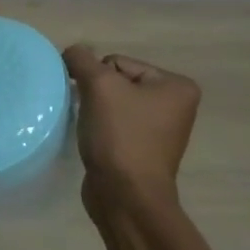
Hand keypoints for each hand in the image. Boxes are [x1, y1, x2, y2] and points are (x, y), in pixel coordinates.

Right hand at [63, 46, 200, 208]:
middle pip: (116, 80)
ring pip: (112, 102)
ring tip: (92, 129)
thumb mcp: (99, 85)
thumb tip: (73, 53)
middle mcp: (174, 104)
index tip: (97, 102)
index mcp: (176, 85)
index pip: (118, 62)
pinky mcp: (142, 147)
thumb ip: (81, 59)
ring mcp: (160, 128)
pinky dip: (99, 127)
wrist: (125, 196)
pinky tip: (95, 139)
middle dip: (97, 94)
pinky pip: (113, 123)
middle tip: (92, 115)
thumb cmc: (120, 136)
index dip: (98, 79)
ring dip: (95, 110)